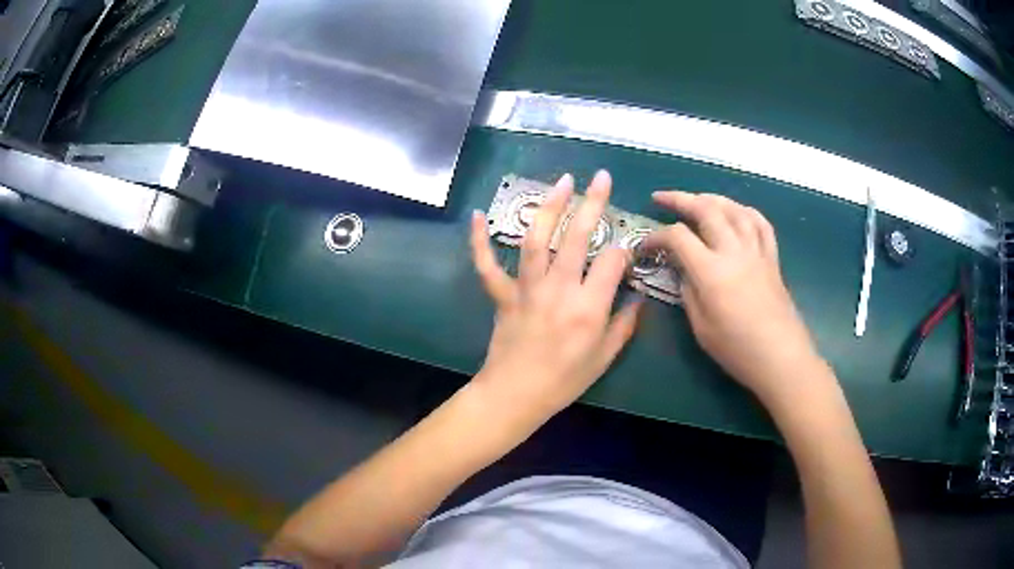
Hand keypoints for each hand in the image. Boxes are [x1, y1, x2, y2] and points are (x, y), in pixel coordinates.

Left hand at [469, 171, 642, 422]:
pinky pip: (487, 264)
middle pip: (577, 237)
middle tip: (602, 178)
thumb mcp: (604, 357)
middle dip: (592, 203)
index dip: (623, 251)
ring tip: (562, 182)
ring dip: (549, 207)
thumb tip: (639, 298)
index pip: (612, 261)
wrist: (516, 395)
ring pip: (537, 239)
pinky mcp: (502, 294)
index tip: (626, 253)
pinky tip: (477, 214)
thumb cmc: (564, 380)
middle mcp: (559, 290)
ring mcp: (526, 289)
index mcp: (589, 308)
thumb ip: (625, 324)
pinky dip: (479, 240)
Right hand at [644, 192, 820, 403]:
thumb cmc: (737, 349)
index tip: (644, 246)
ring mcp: (756, 251)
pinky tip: (737, 212)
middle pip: (706, 209)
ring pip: (734, 209)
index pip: (678, 237)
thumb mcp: (701, 327)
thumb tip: (684, 270)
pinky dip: (745, 211)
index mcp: (712, 271)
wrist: (780, 357)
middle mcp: (734, 251)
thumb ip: (688, 291)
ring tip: (697, 199)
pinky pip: (760, 223)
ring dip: (712, 198)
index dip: (656, 236)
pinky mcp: (772, 258)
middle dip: (680, 199)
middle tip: (661, 198)